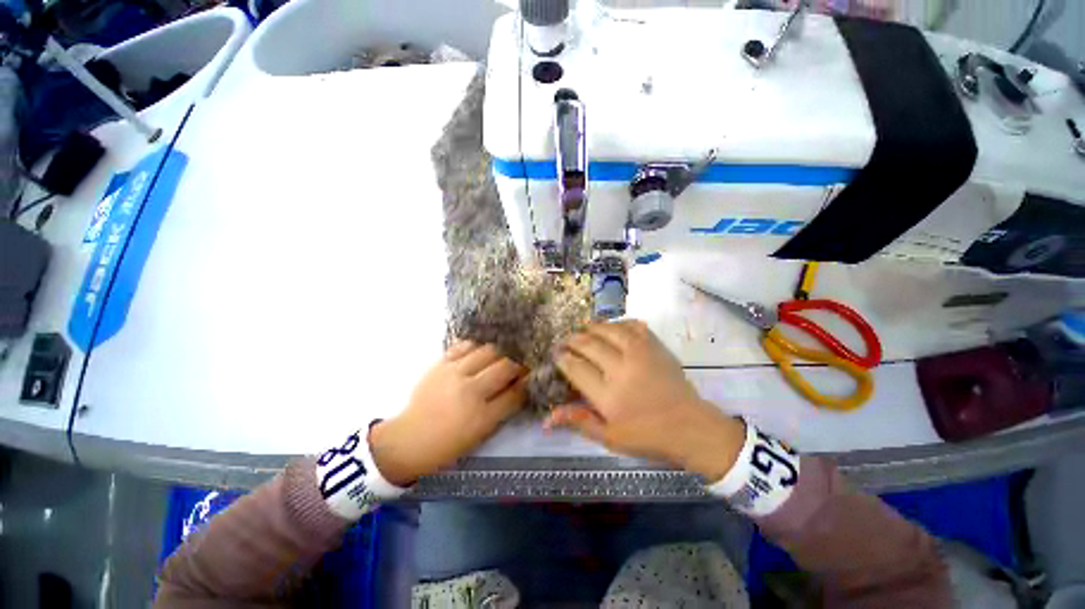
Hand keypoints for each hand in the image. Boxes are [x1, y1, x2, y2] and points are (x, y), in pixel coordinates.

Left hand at [369, 341, 527, 484]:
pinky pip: (465, 345)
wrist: (409, 438)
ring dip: (499, 354)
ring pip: (488, 351)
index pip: (515, 392)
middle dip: (518, 365)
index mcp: (481, 416)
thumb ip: (502, 408)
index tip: (532, 377)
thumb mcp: (481, 433)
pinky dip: (476, 347)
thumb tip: (520, 387)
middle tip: (519, 366)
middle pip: (505, 366)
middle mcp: (470, 390)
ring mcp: (454, 373)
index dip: (527, 382)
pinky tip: (478, 353)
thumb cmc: (448, 443)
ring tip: (499, 358)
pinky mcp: (440, 364)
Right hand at [545, 320, 745, 481]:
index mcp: (608, 395)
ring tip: (583, 330)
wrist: (690, 426)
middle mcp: (622, 368)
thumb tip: (546, 419)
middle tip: (565, 341)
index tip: (557, 354)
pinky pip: (633, 325)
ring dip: (592, 327)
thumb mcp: (609, 437)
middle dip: (572, 340)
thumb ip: (578, 422)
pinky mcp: (655, 346)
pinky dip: (619, 323)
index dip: (562, 358)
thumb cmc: (647, 435)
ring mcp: (641, 353)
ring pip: (608, 329)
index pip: (575, 367)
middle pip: (588, 344)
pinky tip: (613, 328)